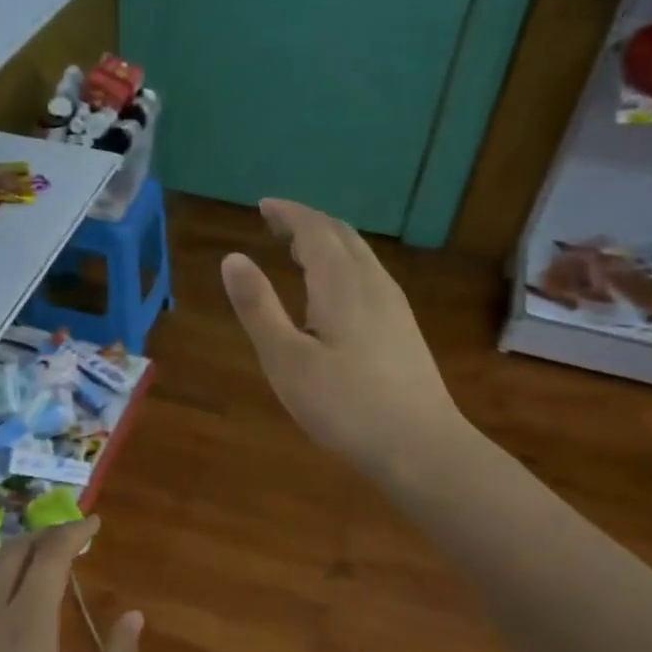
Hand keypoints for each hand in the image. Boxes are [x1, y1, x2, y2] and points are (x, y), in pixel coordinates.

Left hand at [0, 519, 140, 651]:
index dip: (73, 531)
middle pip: (13, 551)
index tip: (95, 523)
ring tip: (44, 564)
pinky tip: (9, 610)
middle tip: (73, 539)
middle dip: (44, 535)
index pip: (50, 554)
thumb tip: (134, 616)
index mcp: (25, 623)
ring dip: (18, 555)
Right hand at [221, 198, 464, 480]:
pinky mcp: (404, 329)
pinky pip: (369, 277)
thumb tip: (232, 258)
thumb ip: (258, 307)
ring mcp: (395, 306)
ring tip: (299, 251)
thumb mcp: (286, 359)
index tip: (263, 205)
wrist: (419, 445)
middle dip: (307, 223)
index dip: (288, 213)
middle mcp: (373, 283)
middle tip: (276, 224)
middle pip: (341, 235)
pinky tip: (333, 293)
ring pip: (360, 256)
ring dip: (328, 243)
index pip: (314, 229)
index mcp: (342, 283)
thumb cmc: (344, 405)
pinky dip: (342, 266)